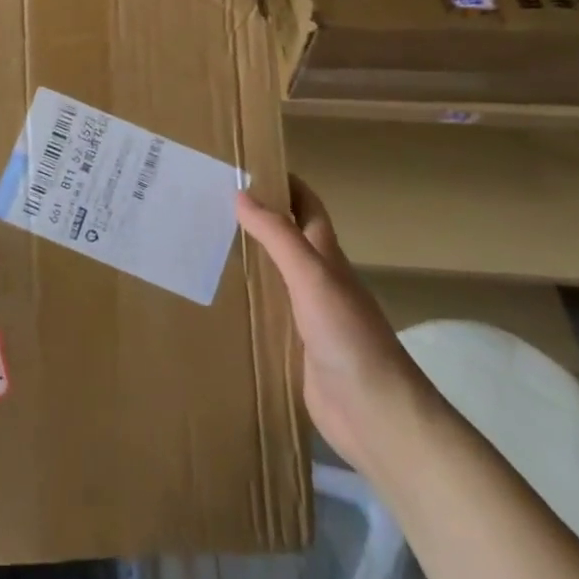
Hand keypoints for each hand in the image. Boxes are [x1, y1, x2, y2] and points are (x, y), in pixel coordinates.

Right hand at [235, 175, 438, 478]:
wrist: (375, 414)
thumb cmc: (348, 336)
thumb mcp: (312, 277)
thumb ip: (279, 237)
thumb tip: (242, 193)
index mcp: (327, 258)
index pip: (307, 208)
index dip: (285, 184)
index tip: (248, 164)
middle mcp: (318, 281)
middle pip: (287, 239)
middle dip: (257, 218)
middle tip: (209, 203)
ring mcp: (307, 316)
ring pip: (274, 275)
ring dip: (247, 258)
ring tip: (203, 244)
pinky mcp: (295, 348)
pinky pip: (266, 313)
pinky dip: (246, 299)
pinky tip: (218, 300)